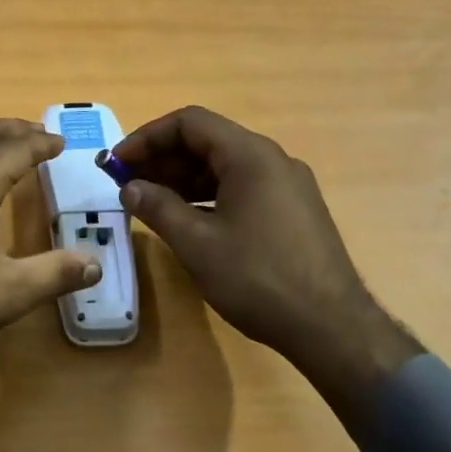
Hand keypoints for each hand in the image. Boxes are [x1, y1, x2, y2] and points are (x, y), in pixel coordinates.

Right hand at [112, 106, 419, 441]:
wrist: (332, 328)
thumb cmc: (258, 278)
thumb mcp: (197, 243)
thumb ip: (158, 207)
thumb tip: (130, 187)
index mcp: (250, 156)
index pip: (189, 123)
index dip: (147, 137)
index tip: (118, 163)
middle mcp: (272, 160)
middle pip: (208, 141)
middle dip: (162, 158)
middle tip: (127, 184)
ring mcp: (287, 185)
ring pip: (224, 166)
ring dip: (183, 178)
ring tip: (150, 202)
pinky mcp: (293, 211)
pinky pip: (241, 187)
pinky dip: (208, 195)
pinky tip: (187, 220)